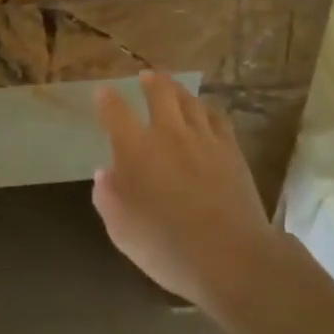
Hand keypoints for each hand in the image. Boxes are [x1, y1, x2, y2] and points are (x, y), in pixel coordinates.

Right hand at [92, 73, 274, 311]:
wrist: (230, 257)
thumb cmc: (167, 248)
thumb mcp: (121, 231)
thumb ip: (108, 197)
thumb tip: (104, 173)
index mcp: (136, 149)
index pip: (116, 113)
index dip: (106, 100)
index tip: (102, 93)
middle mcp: (168, 133)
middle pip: (159, 93)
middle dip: (150, 81)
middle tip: (145, 76)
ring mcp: (203, 138)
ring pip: (190, 101)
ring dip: (177, 89)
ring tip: (172, 86)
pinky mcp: (231, 150)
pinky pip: (217, 118)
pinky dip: (206, 109)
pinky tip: (206, 112)